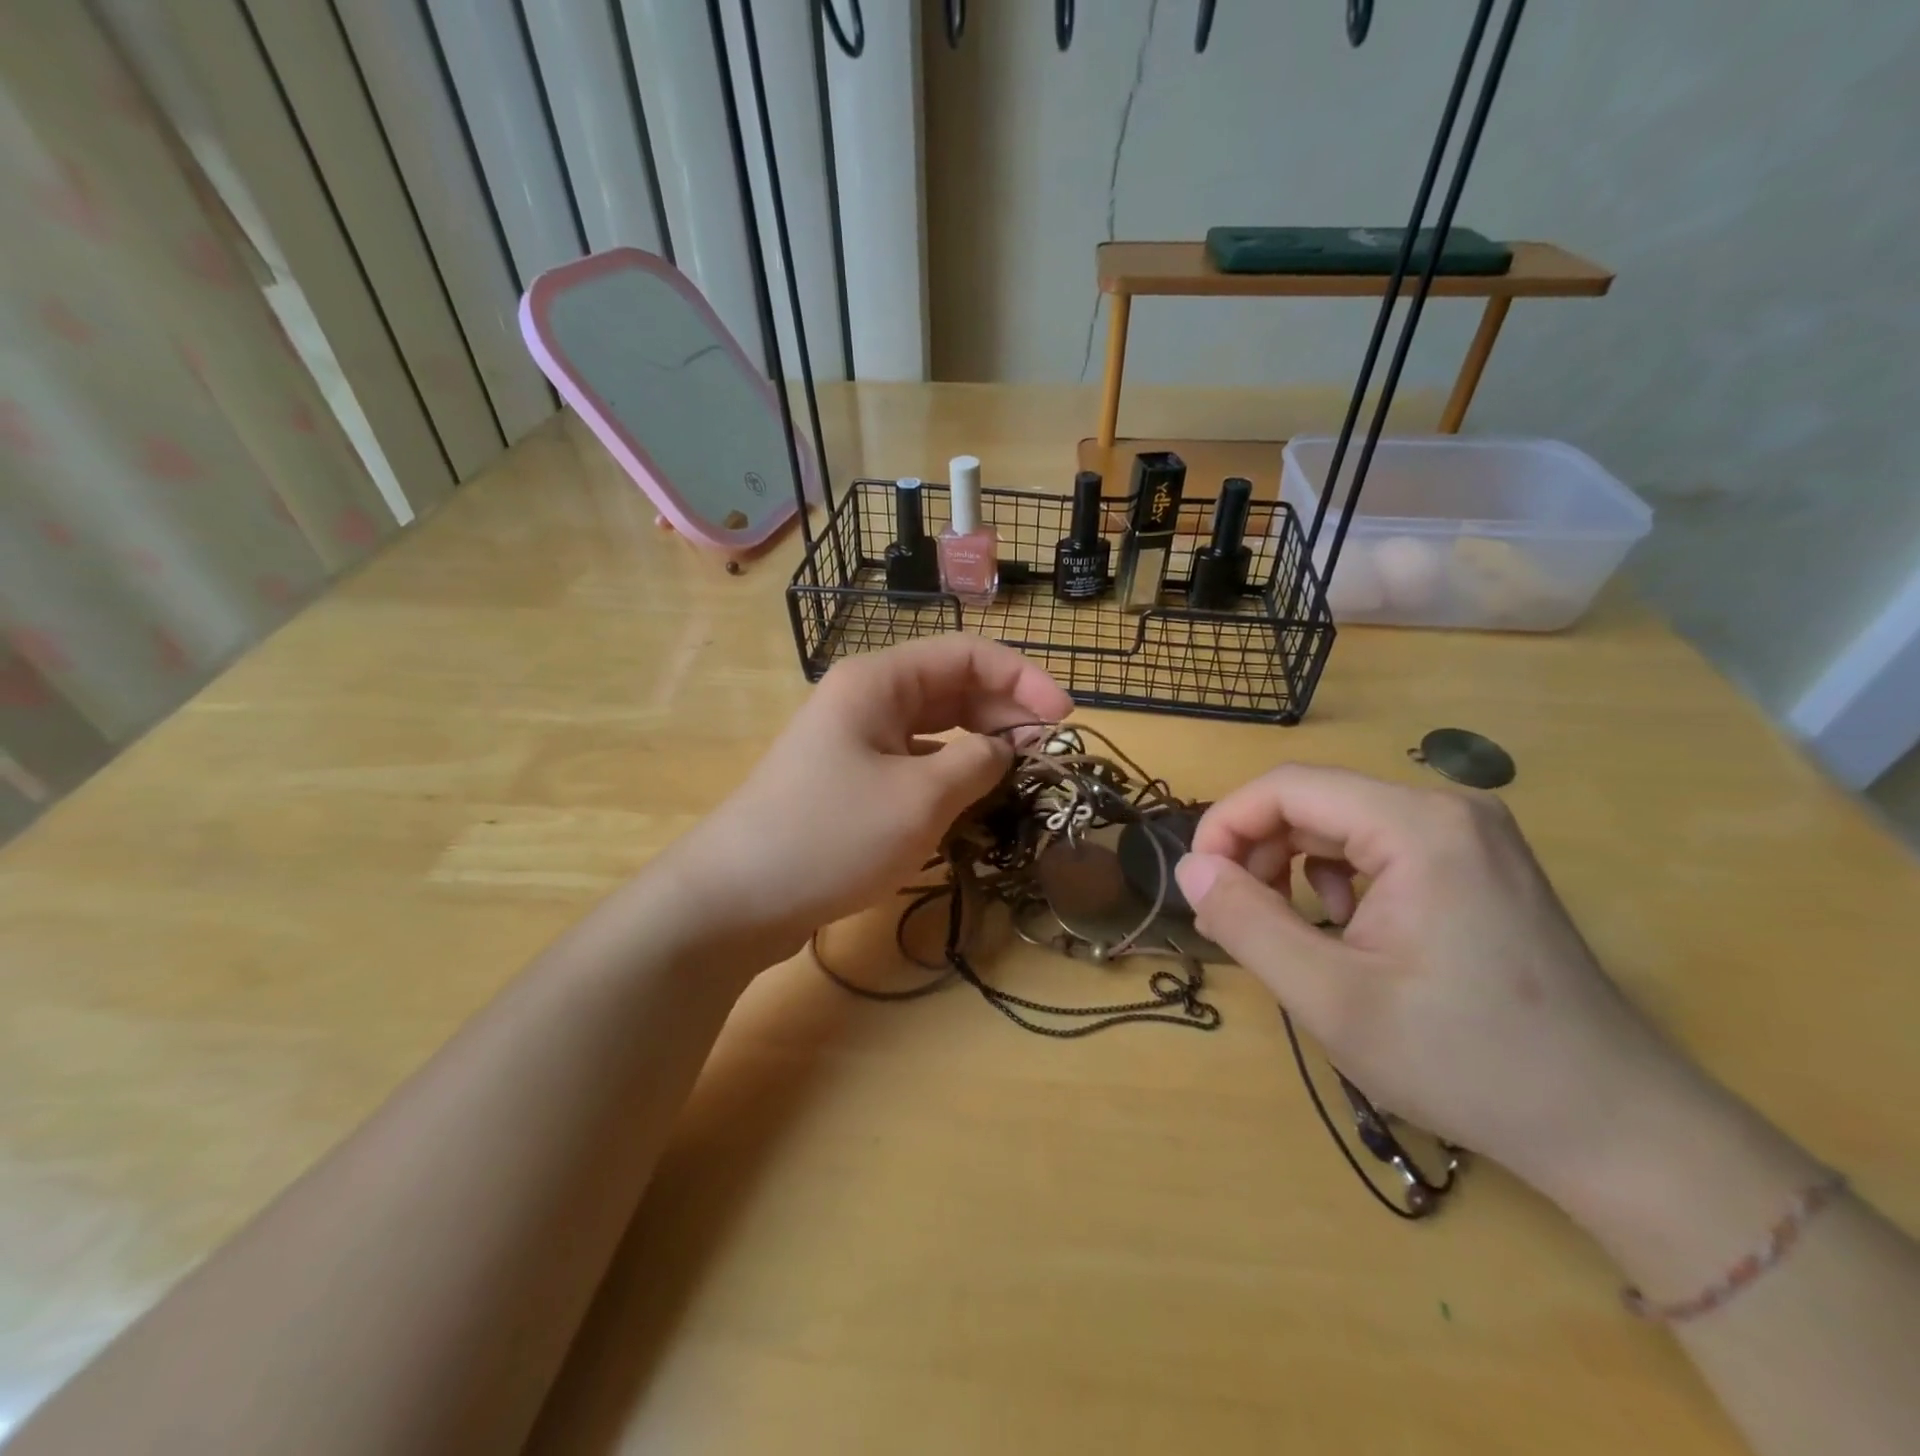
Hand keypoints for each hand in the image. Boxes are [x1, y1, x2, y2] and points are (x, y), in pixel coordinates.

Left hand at [665, 636, 1072, 962]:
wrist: (737, 898)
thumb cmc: (830, 836)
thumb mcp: (920, 798)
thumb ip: (977, 762)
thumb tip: (1006, 749)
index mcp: (880, 680)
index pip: (968, 654)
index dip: (1023, 679)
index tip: (1064, 720)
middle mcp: (867, 698)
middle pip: (952, 686)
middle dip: (1005, 711)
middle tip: (1047, 752)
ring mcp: (855, 740)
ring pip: (935, 725)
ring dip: (981, 742)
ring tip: (1020, 773)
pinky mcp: (850, 779)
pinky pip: (915, 759)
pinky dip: (951, 771)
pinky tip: (973, 796)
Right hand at [1174, 767, 1700, 1194]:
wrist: (1617, 1126)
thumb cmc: (1465, 1061)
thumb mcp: (1331, 998)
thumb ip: (1246, 922)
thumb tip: (1188, 869)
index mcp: (1417, 825)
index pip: (1287, 787)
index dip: (1226, 826)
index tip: (1200, 886)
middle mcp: (1448, 808)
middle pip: (1316, 801)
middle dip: (1259, 850)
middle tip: (1238, 915)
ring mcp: (1472, 834)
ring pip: (1344, 823)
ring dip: (1296, 865)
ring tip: (1294, 930)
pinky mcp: (1481, 862)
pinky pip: (1381, 845)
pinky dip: (1341, 877)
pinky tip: (1350, 929)